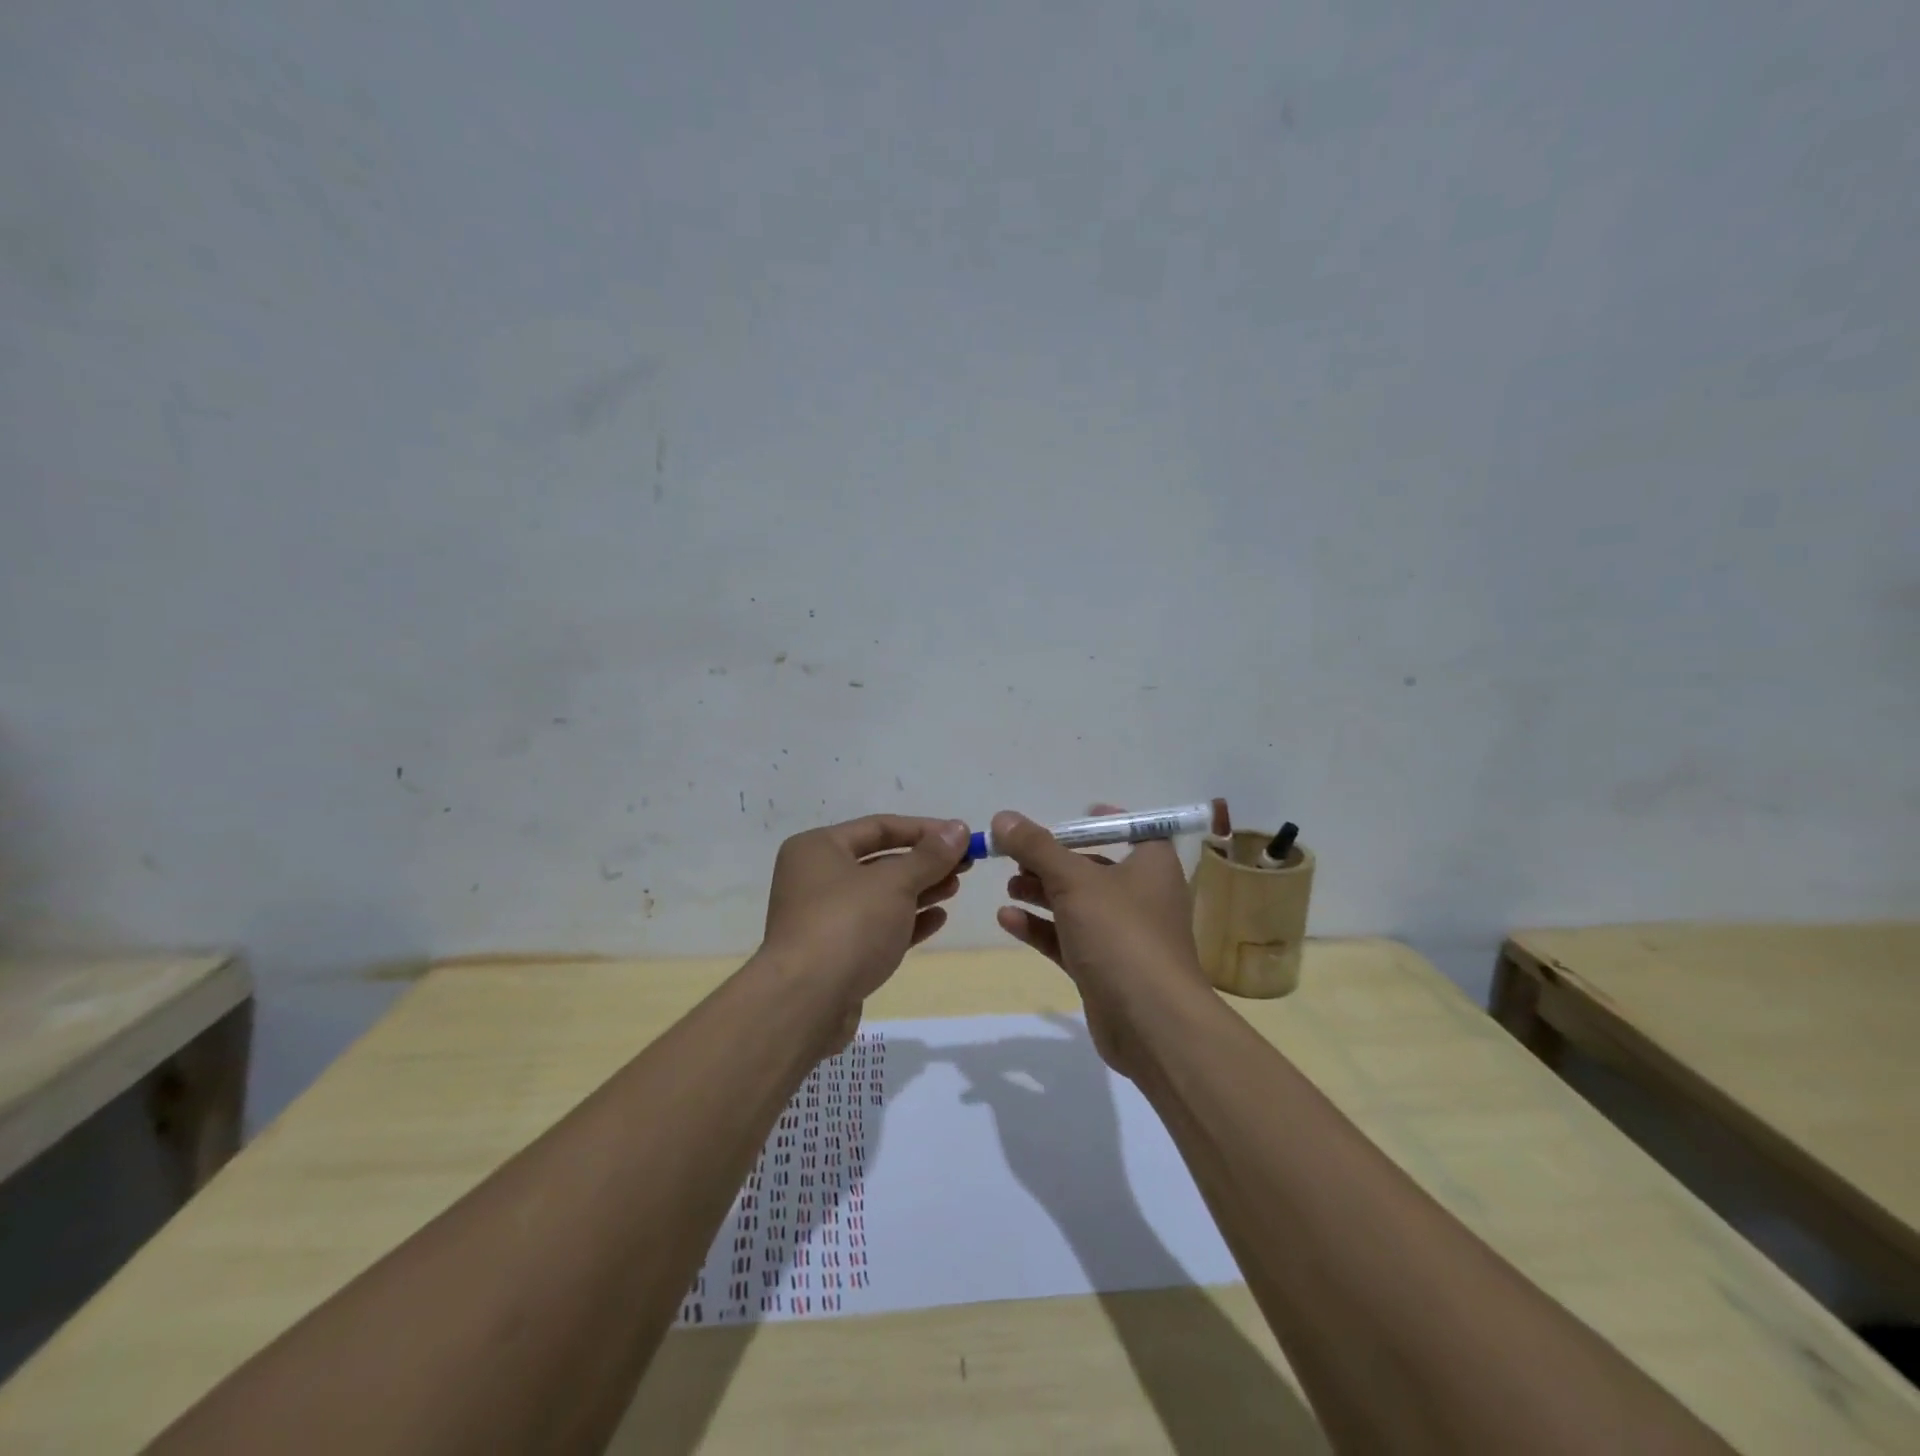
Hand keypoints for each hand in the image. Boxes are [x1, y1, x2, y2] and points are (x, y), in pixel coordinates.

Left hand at [759, 814, 970, 1052]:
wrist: (806, 1002)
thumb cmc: (848, 925)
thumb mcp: (895, 882)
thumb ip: (930, 856)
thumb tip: (959, 829)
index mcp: (818, 848)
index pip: (879, 827)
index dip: (924, 830)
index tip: (962, 837)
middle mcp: (815, 878)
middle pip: (880, 861)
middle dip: (924, 862)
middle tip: (965, 865)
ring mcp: (824, 918)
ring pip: (880, 896)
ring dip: (919, 890)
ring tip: (955, 889)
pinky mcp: (835, 953)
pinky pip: (876, 927)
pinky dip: (906, 921)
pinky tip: (938, 919)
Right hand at [992, 806, 1209, 1076]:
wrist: (1151, 1022)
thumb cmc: (1121, 933)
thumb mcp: (1074, 880)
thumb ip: (1037, 847)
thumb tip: (1003, 818)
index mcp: (1151, 864)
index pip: (1132, 829)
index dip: (1102, 821)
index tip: (1070, 817)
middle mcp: (1142, 895)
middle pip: (1093, 867)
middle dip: (1054, 861)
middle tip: (1016, 856)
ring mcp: (1123, 935)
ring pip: (1077, 905)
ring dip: (1043, 893)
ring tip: (1009, 885)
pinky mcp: (1104, 968)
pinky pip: (1068, 939)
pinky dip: (1041, 927)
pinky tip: (1007, 918)